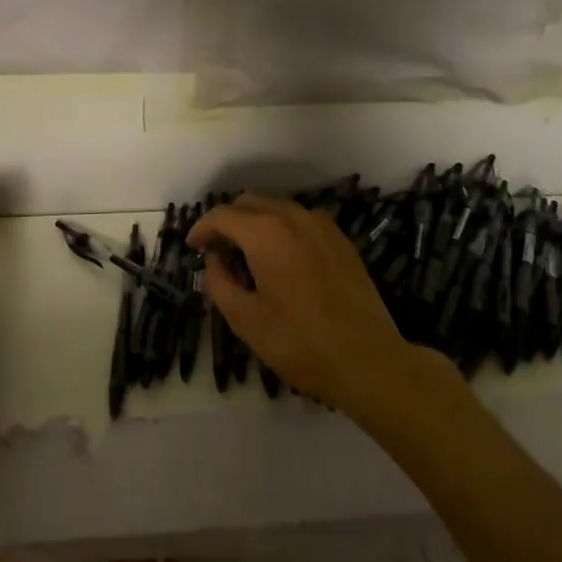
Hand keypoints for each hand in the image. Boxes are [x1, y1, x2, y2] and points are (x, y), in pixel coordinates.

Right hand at [187, 193, 430, 417]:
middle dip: (228, 219)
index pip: (223, 215)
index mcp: (265, 232)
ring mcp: (322, 225)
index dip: (202, 227)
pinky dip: (282, 227)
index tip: (192, 246)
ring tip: (247, 252)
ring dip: (256, 220)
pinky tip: (282, 257)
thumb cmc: (300, 342)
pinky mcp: (341, 240)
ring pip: (277, 206)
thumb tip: (214, 260)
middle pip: (250, 202)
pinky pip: (302, 219)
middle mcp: (293, 217)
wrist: (369, 360)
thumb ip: (220, 283)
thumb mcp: (246, 320)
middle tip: (217, 248)